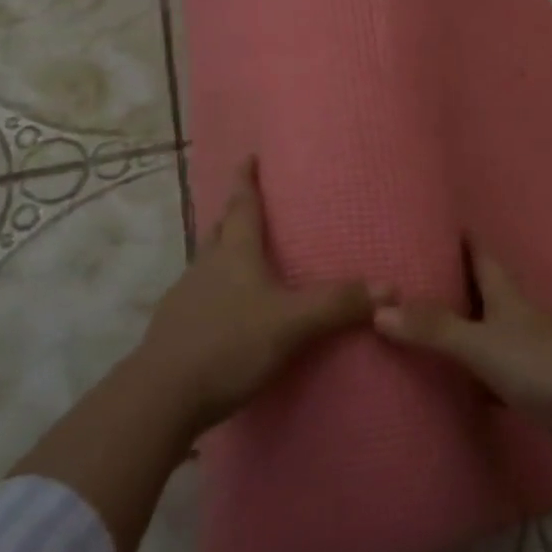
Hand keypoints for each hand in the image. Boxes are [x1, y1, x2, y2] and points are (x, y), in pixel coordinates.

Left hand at [132, 160, 378, 435]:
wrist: (161, 396)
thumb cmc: (228, 345)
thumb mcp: (291, 324)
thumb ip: (337, 304)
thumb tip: (391, 288)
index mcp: (234, 254)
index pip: (242, 205)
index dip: (246, 179)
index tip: (249, 155)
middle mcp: (206, 267)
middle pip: (221, 230)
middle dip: (235, 214)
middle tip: (253, 206)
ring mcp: (186, 297)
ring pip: (209, 263)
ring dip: (225, 253)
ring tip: (246, 258)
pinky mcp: (176, 328)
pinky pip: (201, 296)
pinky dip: (217, 291)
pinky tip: (229, 311)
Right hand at [373, 247, 551, 476]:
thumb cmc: (547, 368)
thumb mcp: (484, 344)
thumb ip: (435, 329)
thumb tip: (378, 310)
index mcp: (509, 298)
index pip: (482, 256)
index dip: (462, 238)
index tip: (434, 223)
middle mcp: (520, 320)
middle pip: (484, 294)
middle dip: (454, 284)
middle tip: (411, 278)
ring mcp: (532, 356)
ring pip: (489, 335)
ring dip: (462, 331)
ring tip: (420, 328)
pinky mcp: (538, 392)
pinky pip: (495, 376)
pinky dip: (474, 377)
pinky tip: (455, 387)